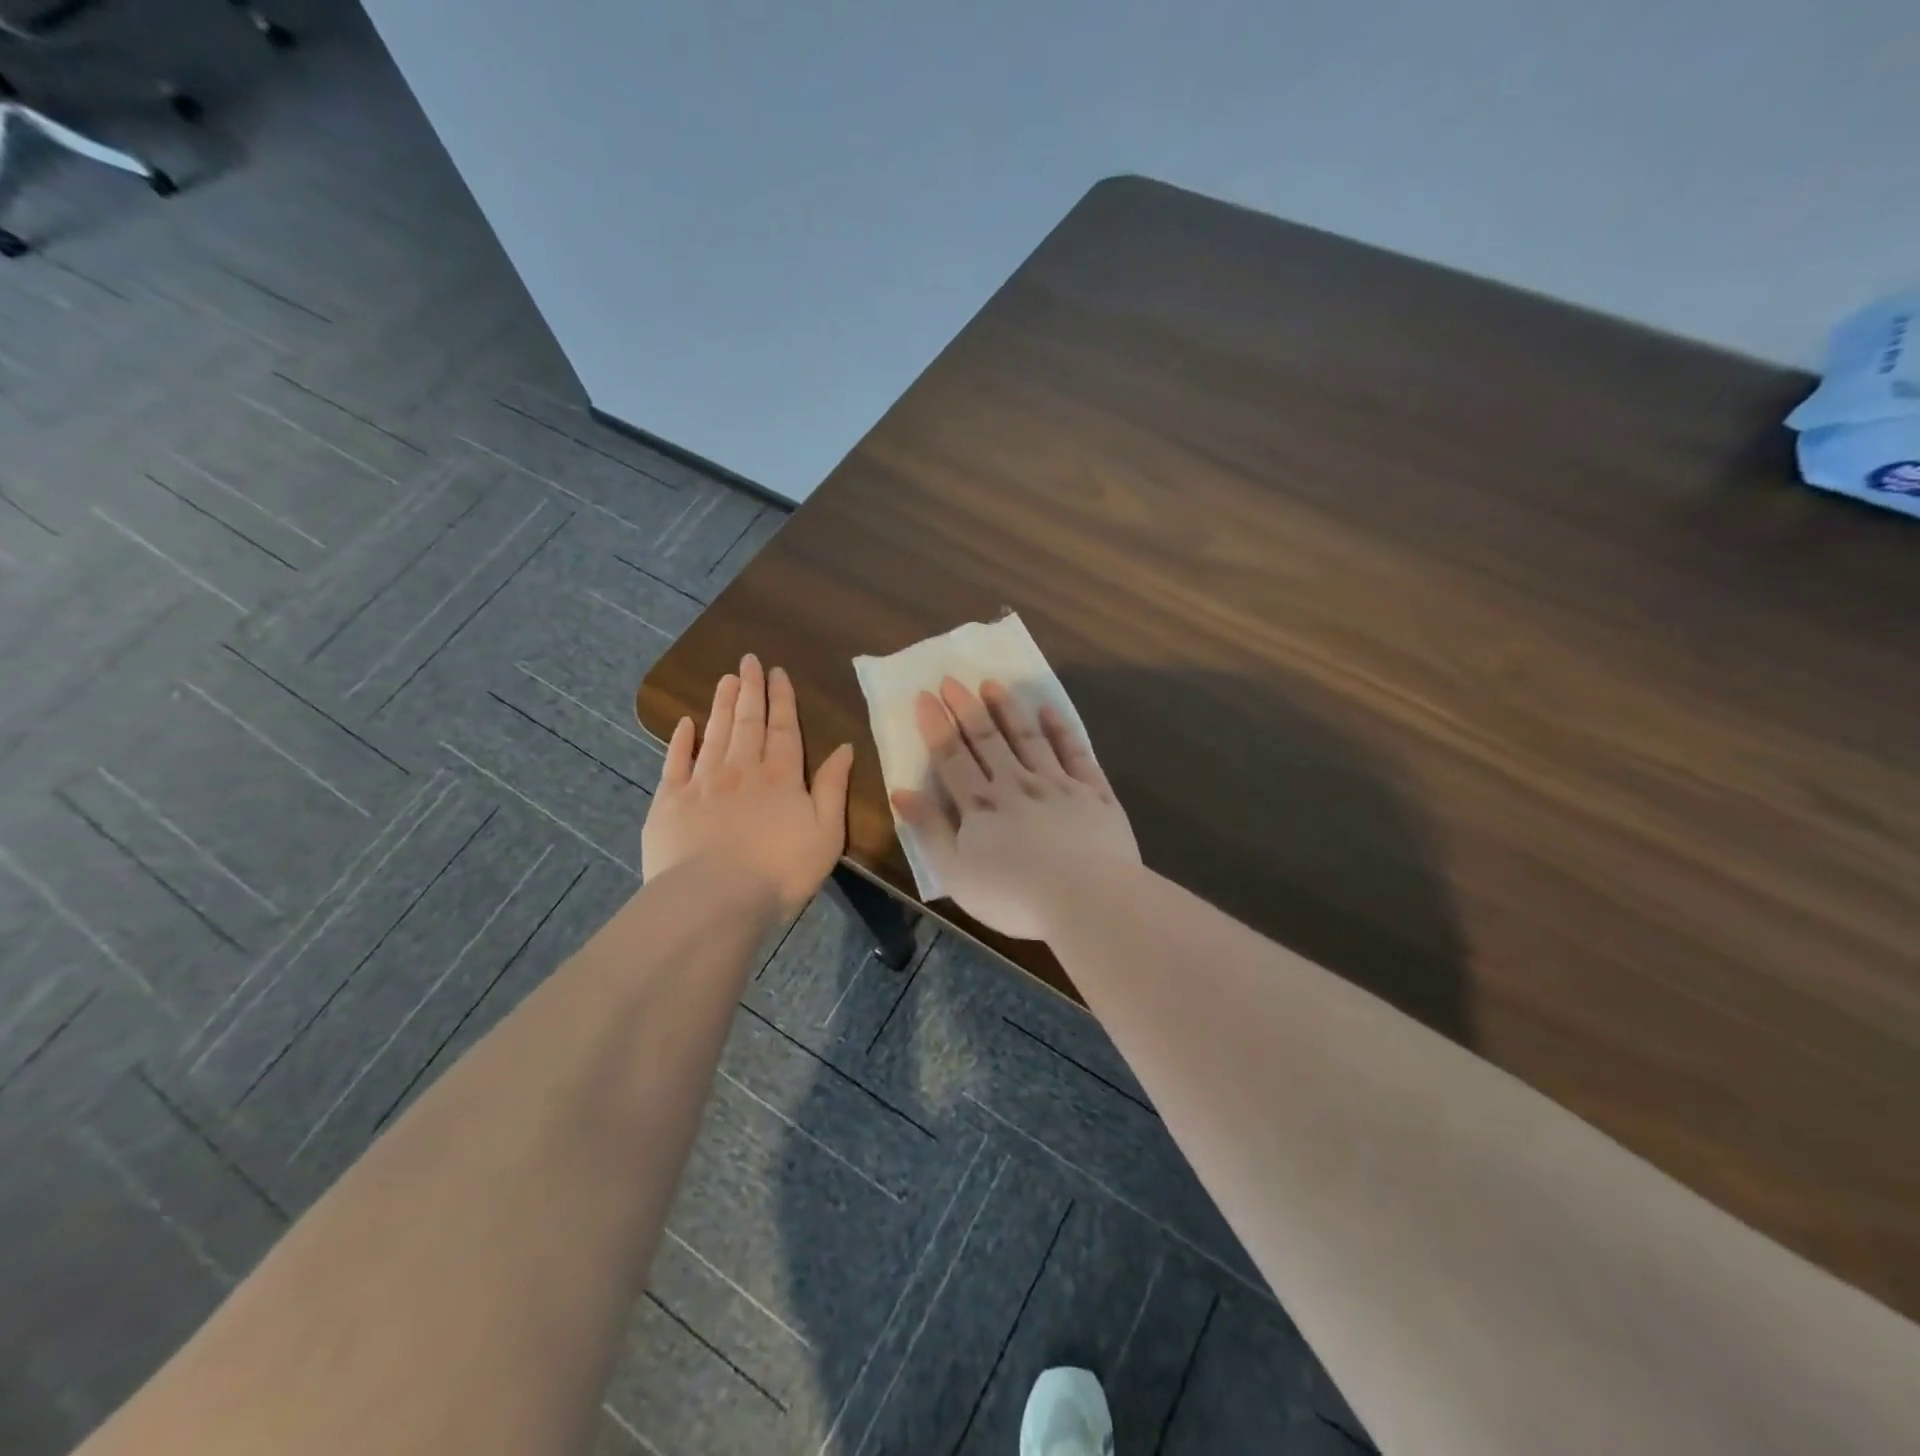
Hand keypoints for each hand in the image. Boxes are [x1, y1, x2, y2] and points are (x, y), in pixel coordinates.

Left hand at [642, 655, 854, 916]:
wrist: (713, 899)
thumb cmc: (780, 871)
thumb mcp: (826, 833)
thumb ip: (833, 787)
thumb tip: (844, 748)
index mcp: (780, 777)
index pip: (783, 728)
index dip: (782, 699)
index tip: (777, 672)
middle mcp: (741, 769)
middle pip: (747, 722)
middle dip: (750, 689)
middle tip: (748, 661)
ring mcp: (702, 782)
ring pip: (714, 733)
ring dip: (721, 704)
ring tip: (725, 679)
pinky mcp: (669, 801)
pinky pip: (675, 762)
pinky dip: (680, 740)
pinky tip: (685, 723)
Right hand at [891, 678, 1140, 940]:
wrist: (1088, 899)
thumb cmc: (1014, 897)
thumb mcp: (956, 873)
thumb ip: (930, 829)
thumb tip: (900, 792)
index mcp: (980, 805)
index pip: (952, 756)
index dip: (936, 725)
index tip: (925, 695)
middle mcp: (1016, 783)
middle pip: (987, 739)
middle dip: (967, 708)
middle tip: (953, 679)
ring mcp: (1057, 784)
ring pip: (1028, 738)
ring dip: (1008, 710)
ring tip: (993, 684)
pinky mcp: (1093, 791)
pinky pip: (1074, 752)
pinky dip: (1060, 729)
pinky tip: (1048, 711)